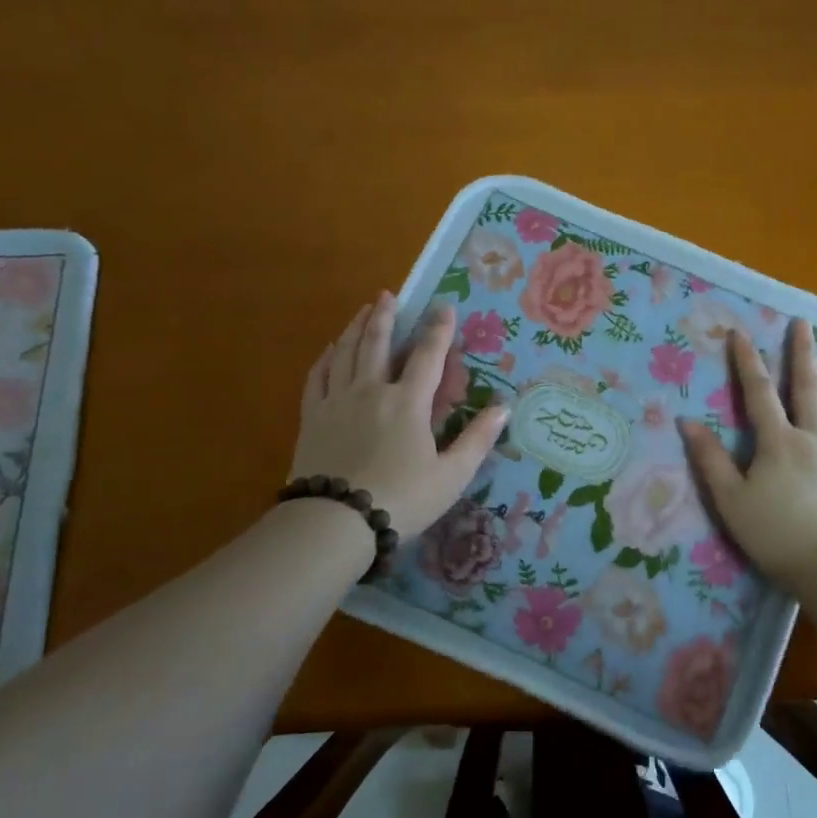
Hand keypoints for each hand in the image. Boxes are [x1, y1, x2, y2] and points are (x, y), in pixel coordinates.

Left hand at [290, 294, 507, 538]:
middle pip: (377, 343)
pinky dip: (326, 358)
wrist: (335, 522)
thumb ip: (477, 439)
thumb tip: (503, 407)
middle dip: (385, 316)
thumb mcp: (451, 475)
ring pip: (346, 353)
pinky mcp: (313, 418)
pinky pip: (318, 377)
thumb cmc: (402, 499)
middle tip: (389, 295)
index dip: (438, 330)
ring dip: (356, 328)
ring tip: (363, 310)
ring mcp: (337, 402)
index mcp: (407, 403)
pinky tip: (330, 350)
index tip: (444, 306)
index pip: (427, 356)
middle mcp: (371, 391)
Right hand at [681, 319, 816, 590]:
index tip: (740, 332)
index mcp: (778, 443)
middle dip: (801, 353)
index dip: (747, 362)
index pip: (759, 393)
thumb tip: (687, 422)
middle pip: (807, 387)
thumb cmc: (774, 535)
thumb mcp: (731, 500)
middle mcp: (813, 437)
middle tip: (802, 323)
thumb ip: (710, 460)